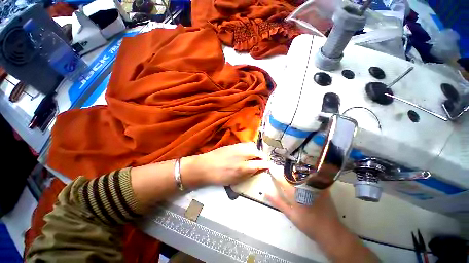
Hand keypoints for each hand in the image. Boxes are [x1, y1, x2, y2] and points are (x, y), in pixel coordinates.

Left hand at [184, 142, 270, 186]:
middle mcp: (242, 155)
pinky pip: (246, 144)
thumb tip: (258, 169)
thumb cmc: (219, 177)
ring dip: (256, 151)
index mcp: (243, 167)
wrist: (205, 166)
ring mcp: (237, 148)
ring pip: (253, 146)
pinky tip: (247, 151)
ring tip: (255, 156)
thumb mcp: (235, 180)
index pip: (260, 164)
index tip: (270, 166)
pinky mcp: (233, 144)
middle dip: (263, 157)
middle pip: (258, 153)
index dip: (267, 165)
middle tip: (262, 162)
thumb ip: (248, 174)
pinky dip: (250, 147)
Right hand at [265, 169, 341, 240]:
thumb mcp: (290, 214)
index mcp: (295, 193)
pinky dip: (304, 173)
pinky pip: (311, 175)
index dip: (275, 172)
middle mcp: (304, 186)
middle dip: (283, 169)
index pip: (282, 178)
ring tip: (288, 171)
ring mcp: (314, 185)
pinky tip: (301, 174)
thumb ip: (277, 202)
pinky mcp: (322, 186)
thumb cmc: (308, 224)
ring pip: (300, 172)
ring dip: (292, 170)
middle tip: (278, 169)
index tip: (270, 168)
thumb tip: (266, 192)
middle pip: (291, 173)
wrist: (330, 230)